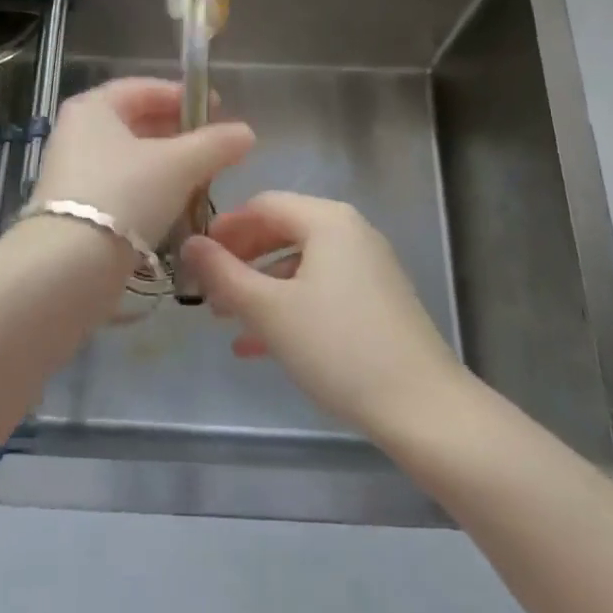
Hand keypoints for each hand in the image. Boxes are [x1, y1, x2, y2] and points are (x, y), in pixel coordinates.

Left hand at [30, 78, 253, 247]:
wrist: (69, 266)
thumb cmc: (125, 195)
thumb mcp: (180, 165)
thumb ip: (215, 144)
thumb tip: (246, 132)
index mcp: (94, 107)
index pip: (144, 88)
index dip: (184, 96)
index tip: (218, 110)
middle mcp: (77, 132)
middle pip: (137, 123)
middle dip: (179, 134)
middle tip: (214, 148)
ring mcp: (72, 172)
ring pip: (131, 158)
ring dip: (167, 165)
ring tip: (202, 179)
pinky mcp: (75, 208)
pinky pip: (121, 186)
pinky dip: (149, 190)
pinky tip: (175, 208)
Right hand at [181, 192, 466, 437]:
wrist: (424, 408)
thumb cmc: (338, 347)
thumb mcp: (270, 310)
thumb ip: (223, 274)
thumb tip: (189, 244)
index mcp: (327, 220)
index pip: (264, 204)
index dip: (225, 227)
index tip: (195, 256)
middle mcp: (351, 232)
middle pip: (281, 232)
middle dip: (240, 260)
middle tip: (207, 290)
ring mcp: (368, 267)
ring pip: (299, 265)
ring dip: (259, 288)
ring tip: (225, 320)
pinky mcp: (377, 300)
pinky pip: (321, 289)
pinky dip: (288, 306)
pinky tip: (258, 346)